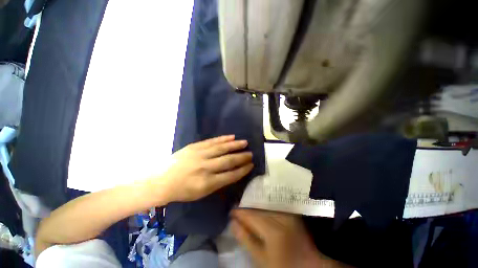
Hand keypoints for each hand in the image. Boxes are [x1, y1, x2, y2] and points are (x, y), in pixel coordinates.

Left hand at [160, 135, 253, 201]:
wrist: (161, 180)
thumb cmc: (182, 190)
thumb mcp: (201, 193)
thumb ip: (218, 183)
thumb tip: (232, 173)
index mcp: (208, 183)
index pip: (231, 175)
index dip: (243, 170)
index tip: (251, 165)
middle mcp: (206, 168)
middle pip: (229, 161)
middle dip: (242, 157)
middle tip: (251, 154)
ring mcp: (200, 155)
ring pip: (222, 148)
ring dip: (235, 145)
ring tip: (245, 142)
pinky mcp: (195, 147)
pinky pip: (212, 141)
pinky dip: (223, 139)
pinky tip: (231, 137)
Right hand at [231, 209, 340, 267]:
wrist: (307, 264)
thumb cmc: (282, 265)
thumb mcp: (260, 258)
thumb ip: (246, 238)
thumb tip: (233, 222)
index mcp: (272, 229)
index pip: (251, 215)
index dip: (240, 212)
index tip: (231, 211)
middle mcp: (280, 216)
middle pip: (258, 208)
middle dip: (246, 208)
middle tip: (237, 210)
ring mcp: (287, 213)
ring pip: (265, 205)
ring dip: (254, 206)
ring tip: (246, 209)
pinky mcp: (290, 212)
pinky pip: (273, 206)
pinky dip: (264, 207)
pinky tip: (258, 208)